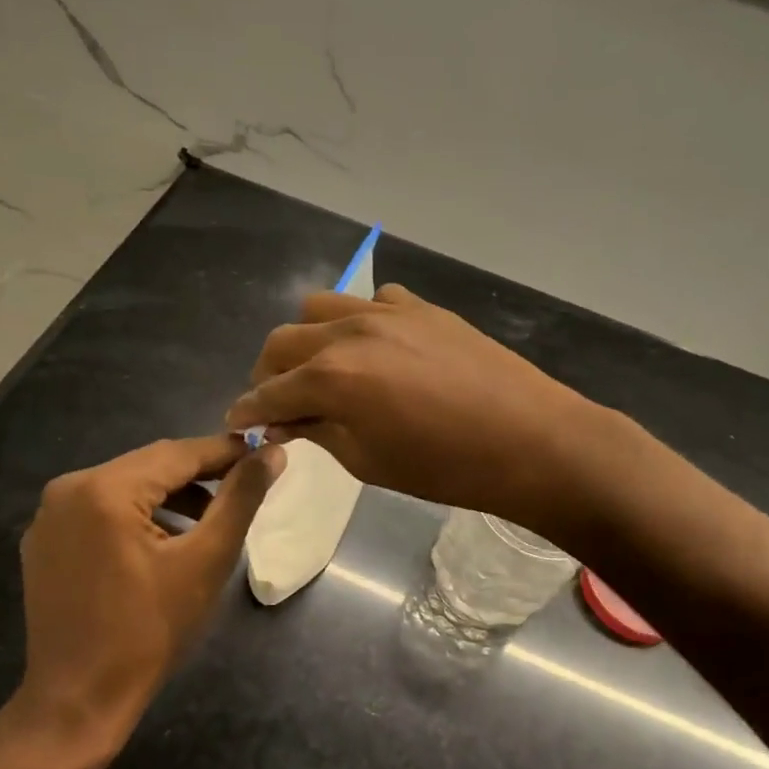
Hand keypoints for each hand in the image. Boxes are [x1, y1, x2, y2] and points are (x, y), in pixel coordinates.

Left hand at [9, 435, 283, 748]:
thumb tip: (273, 453)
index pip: (178, 453)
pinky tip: (166, 537)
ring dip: (170, 494)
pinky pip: (102, 509)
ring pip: (126, 486)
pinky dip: (138, 513)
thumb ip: (241, 498)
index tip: (264, 452)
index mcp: (104, 489)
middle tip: (244, 482)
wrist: (78, 702)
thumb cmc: (150, 632)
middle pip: (150, 466)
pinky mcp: (45, 540)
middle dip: (199, 473)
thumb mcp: (206, 560)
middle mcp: (69, 488)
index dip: (225, 451)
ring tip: (212, 515)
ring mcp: (50, 515)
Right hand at [225, 286, 602, 541]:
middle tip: (277, 402)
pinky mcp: (422, 307)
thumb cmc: (446, 467)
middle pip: (284, 340)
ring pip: (322, 307)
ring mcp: (388, 312)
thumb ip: (318, 431)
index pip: (269, 391)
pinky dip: (360, 321)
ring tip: (321, 368)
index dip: (247, 410)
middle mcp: (350, 332)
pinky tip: (376, 348)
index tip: (237, 423)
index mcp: (332, 376)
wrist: (531, 440)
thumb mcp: (368, 460)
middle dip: (269, 372)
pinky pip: (374, 300)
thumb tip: (284, 420)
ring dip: (308, 338)